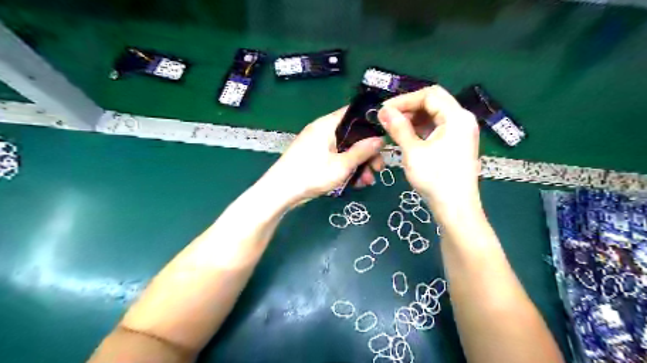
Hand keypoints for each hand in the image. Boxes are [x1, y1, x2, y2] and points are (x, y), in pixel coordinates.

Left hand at [259, 106, 385, 205]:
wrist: (279, 192)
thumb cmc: (311, 174)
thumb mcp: (342, 165)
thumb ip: (362, 151)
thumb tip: (380, 139)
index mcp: (327, 125)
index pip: (353, 114)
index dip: (371, 124)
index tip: (384, 139)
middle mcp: (322, 131)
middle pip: (351, 136)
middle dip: (367, 153)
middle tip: (379, 168)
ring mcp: (317, 145)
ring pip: (345, 150)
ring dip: (358, 164)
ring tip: (367, 182)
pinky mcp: (314, 157)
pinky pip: (335, 158)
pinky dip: (346, 168)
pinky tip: (355, 183)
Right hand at [380, 84, 479, 223]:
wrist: (455, 208)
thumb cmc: (435, 178)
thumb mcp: (413, 151)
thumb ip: (398, 127)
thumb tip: (383, 111)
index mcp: (456, 117)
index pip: (429, 94)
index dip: (405, 99)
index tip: (385, 110)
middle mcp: (463, 119)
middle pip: (434, 102)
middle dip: (409, 108)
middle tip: (388, 119)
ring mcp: (462, 132)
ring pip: (435, 115)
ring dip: (414, 118)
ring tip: (394, 128)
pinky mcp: (457, 143)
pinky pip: (438, 128)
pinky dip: (421, 129)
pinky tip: (407, 137)